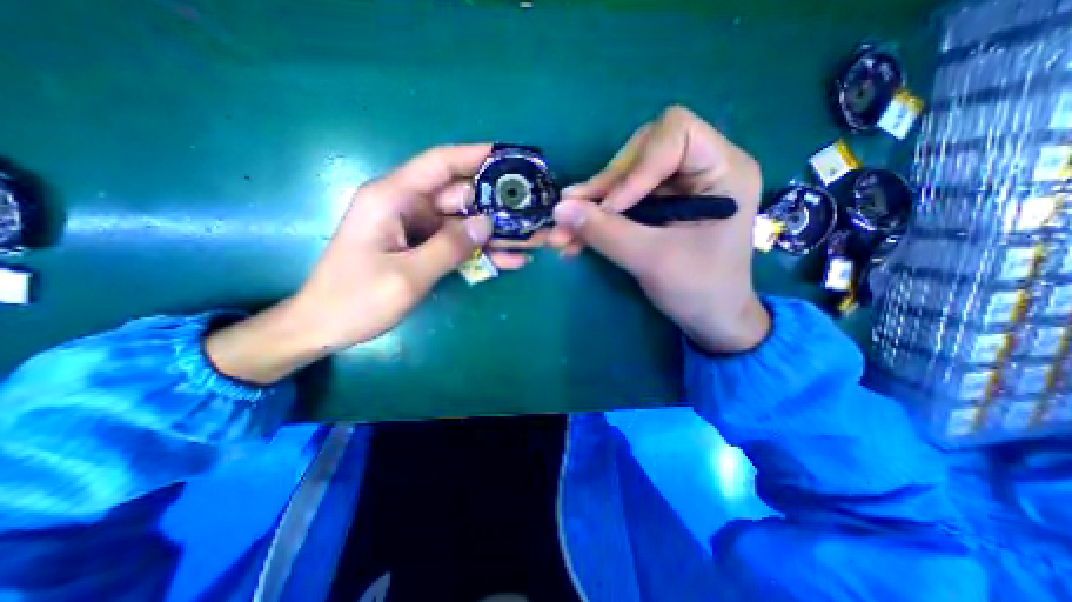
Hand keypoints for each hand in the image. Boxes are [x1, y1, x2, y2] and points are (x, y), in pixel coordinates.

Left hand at [208, 144, 503, 382]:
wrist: (326, 327)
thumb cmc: (357, 299)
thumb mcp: (407, 275)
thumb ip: (449, 247)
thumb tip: (487, 222)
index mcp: (392, 198)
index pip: (440, 163)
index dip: (476, 156)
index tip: (511, 158)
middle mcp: (406, 207)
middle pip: (460, 197)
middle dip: (497, 205)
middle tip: (534, 212)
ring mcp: (416, 229)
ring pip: (464, 223)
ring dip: (496, 233)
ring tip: (532, 240)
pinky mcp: (422, 248)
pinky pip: (458, 244)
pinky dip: (481, 252)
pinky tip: (510, 261)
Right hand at [551, 105, 771, 355]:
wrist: (710, 319)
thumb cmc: (699, 290)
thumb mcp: (652, 260)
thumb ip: (606, 232)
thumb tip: (559, 209)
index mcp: (723, 170)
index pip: (674, 132)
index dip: (636, 165)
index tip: (612, 207)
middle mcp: (700, 169)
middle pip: (640, 152)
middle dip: (605, 186)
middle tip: (573, 214)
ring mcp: (677, 188)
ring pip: (623, 179)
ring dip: (591, 206)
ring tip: (562, 232)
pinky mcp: (659, 207)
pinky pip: (621, 202)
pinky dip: (597, 219)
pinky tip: (574, 238)